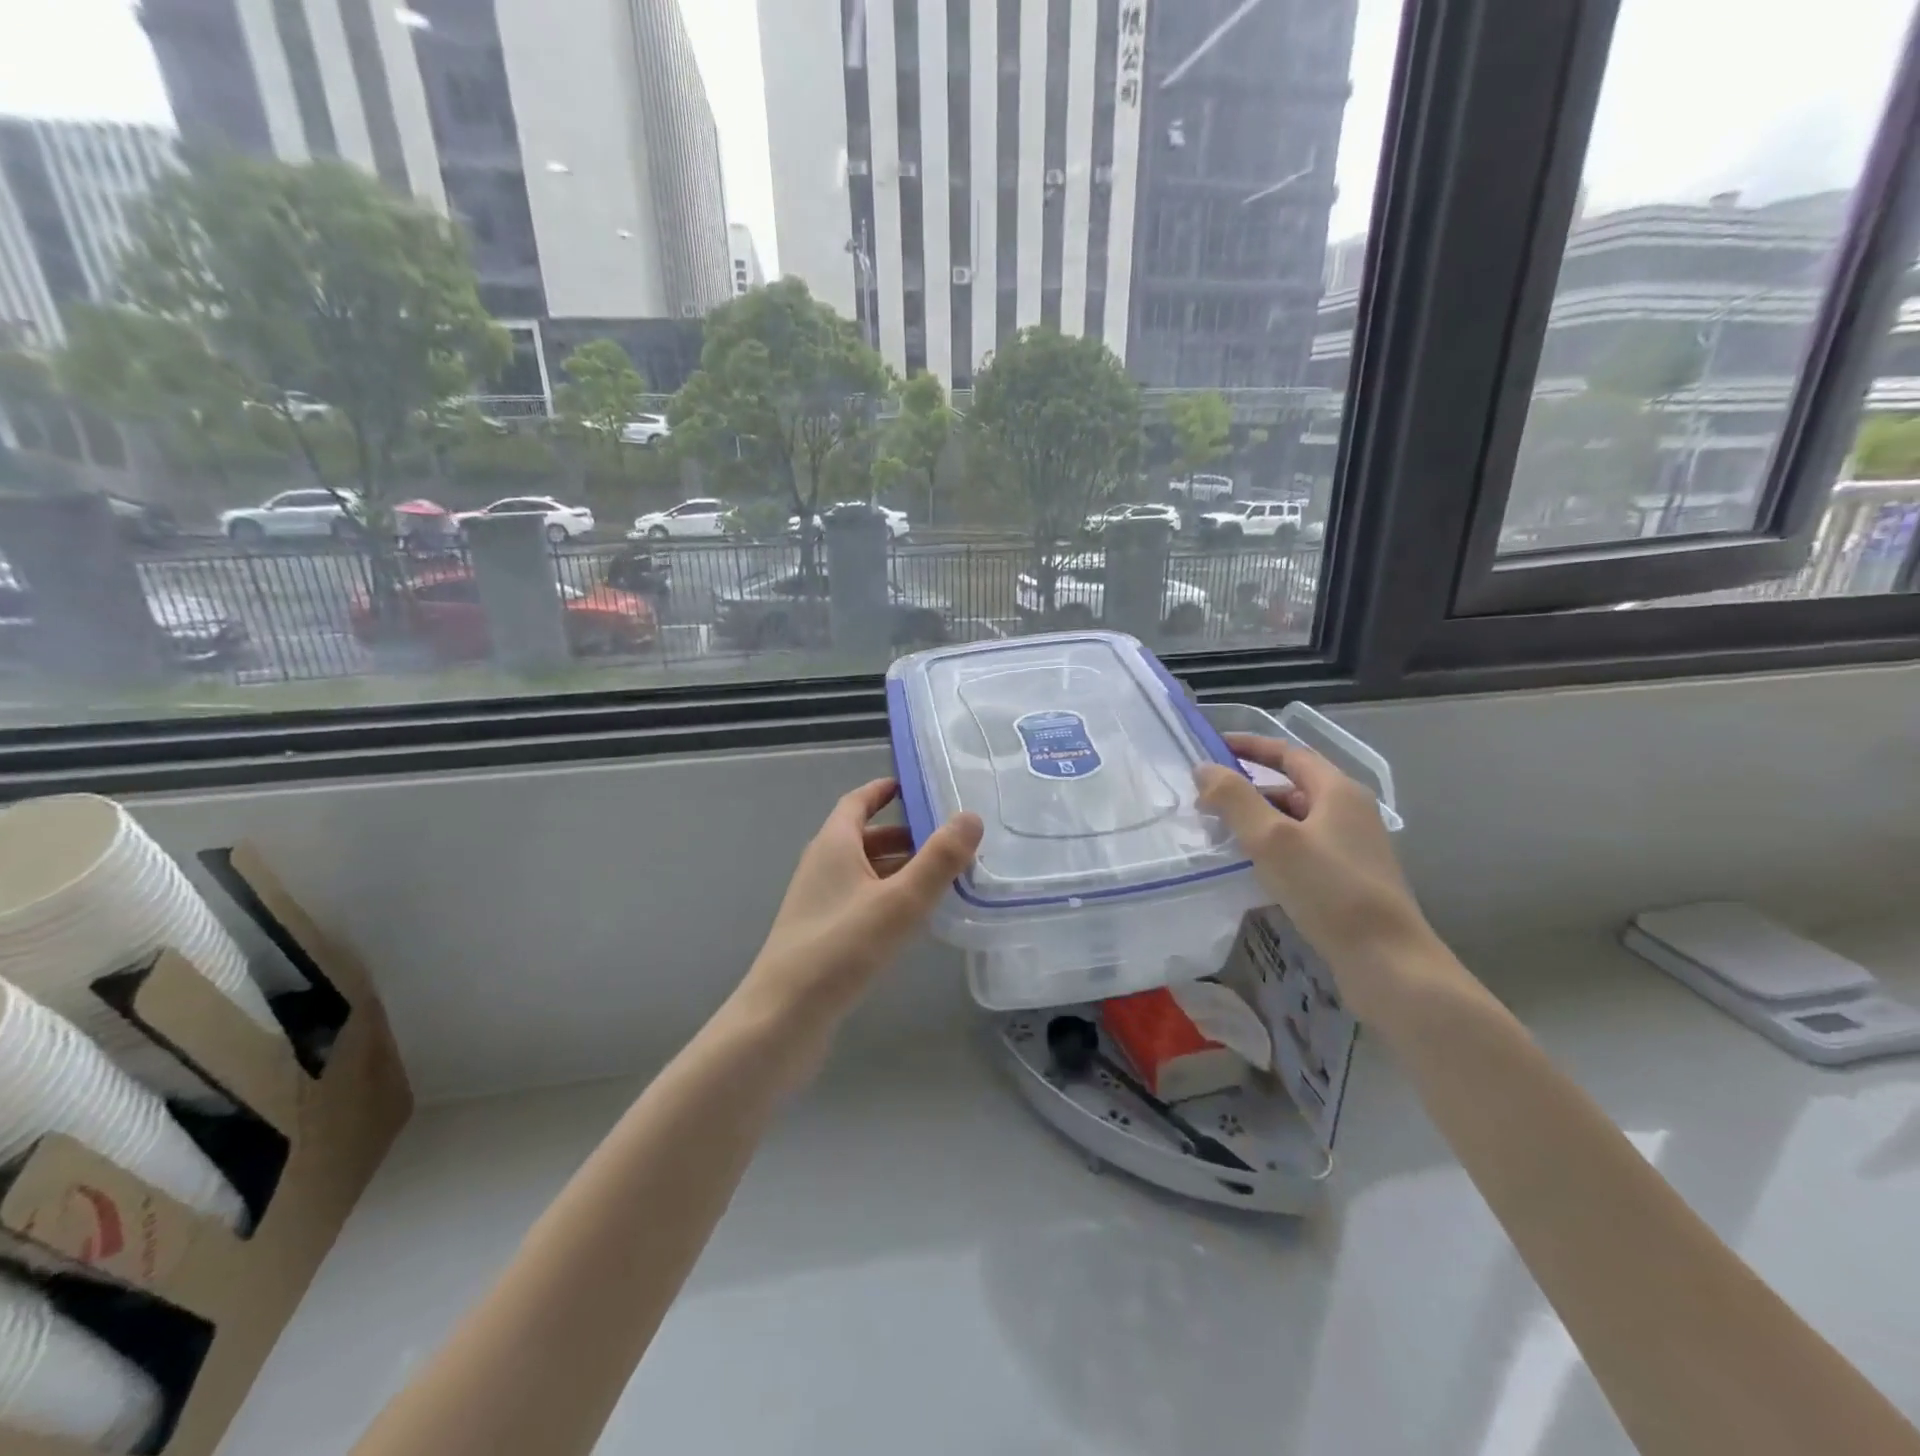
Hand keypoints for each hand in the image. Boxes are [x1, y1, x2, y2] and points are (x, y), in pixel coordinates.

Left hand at [730, 779, 982, 1064]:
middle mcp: (823, 866)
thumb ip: (938, 859)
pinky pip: (862, 901)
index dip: (884, 790)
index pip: (857, 802)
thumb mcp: (899, 901)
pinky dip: (890, 897)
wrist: (782, 1020)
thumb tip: (971, 816)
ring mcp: (820, 903)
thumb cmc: (840, 949)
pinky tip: (915, 918)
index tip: (917, 785)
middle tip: (950, 838)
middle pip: (865, 837)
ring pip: (866, 872)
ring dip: (901, 868)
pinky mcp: (823, 935)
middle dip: (906, 834)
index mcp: (833, 845)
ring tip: (945, 877)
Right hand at [1196, 734, 1437, 1023]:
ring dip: (1257, 819)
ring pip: (1295, 820)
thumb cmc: (1329, 890)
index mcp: (1339, 791)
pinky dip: (1271, 846)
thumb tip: (1203, 768)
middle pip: (1292, 786)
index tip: (1214, 748)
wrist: (1387, 961)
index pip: (1290, 754)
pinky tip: (1249, 866)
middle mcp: (1350, 812)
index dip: (1251, 747)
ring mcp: (1351, 847)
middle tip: (1206, 799)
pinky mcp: (1348, 878)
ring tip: (1219, 832)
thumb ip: (1234, 799)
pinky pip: (1301, 848)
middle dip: (1248, 788)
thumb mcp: (1272, 839)